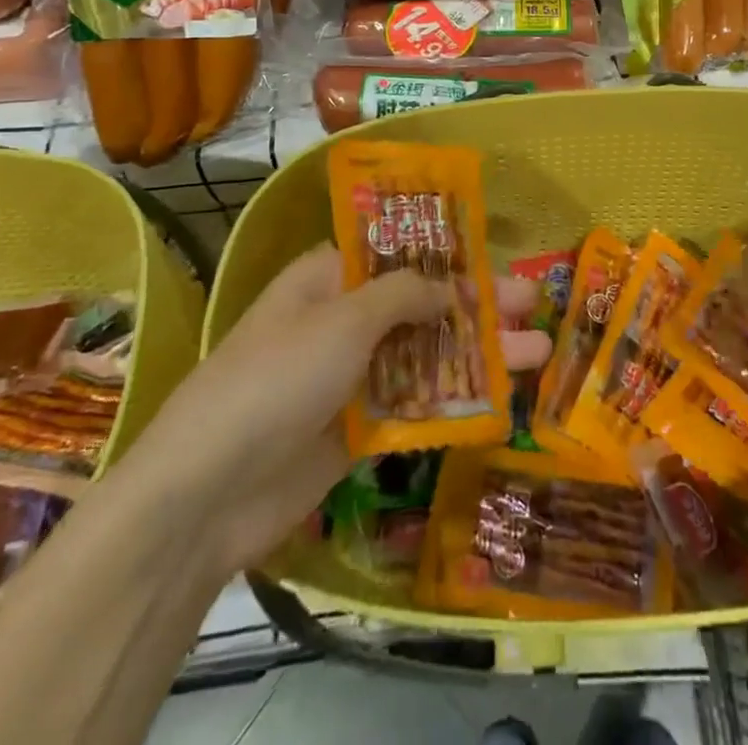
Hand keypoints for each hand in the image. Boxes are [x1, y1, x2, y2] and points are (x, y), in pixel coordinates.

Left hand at [160, 244, 552, 573]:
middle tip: (534, 303)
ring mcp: (350, 378)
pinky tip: (501, 400)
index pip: (397, 254)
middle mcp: (342, 322)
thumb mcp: (343, 319)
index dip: (446, 254)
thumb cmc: (277, 379)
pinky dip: (454, 401)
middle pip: (421, 305)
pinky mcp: (357, 431)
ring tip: (539, 352)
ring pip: (425, 357)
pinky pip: (414, 407)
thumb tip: (447, 285)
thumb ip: (403, 295)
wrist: (208, 494)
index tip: (494, 255)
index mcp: (328, 280)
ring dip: (478, 355)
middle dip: (477, 305)